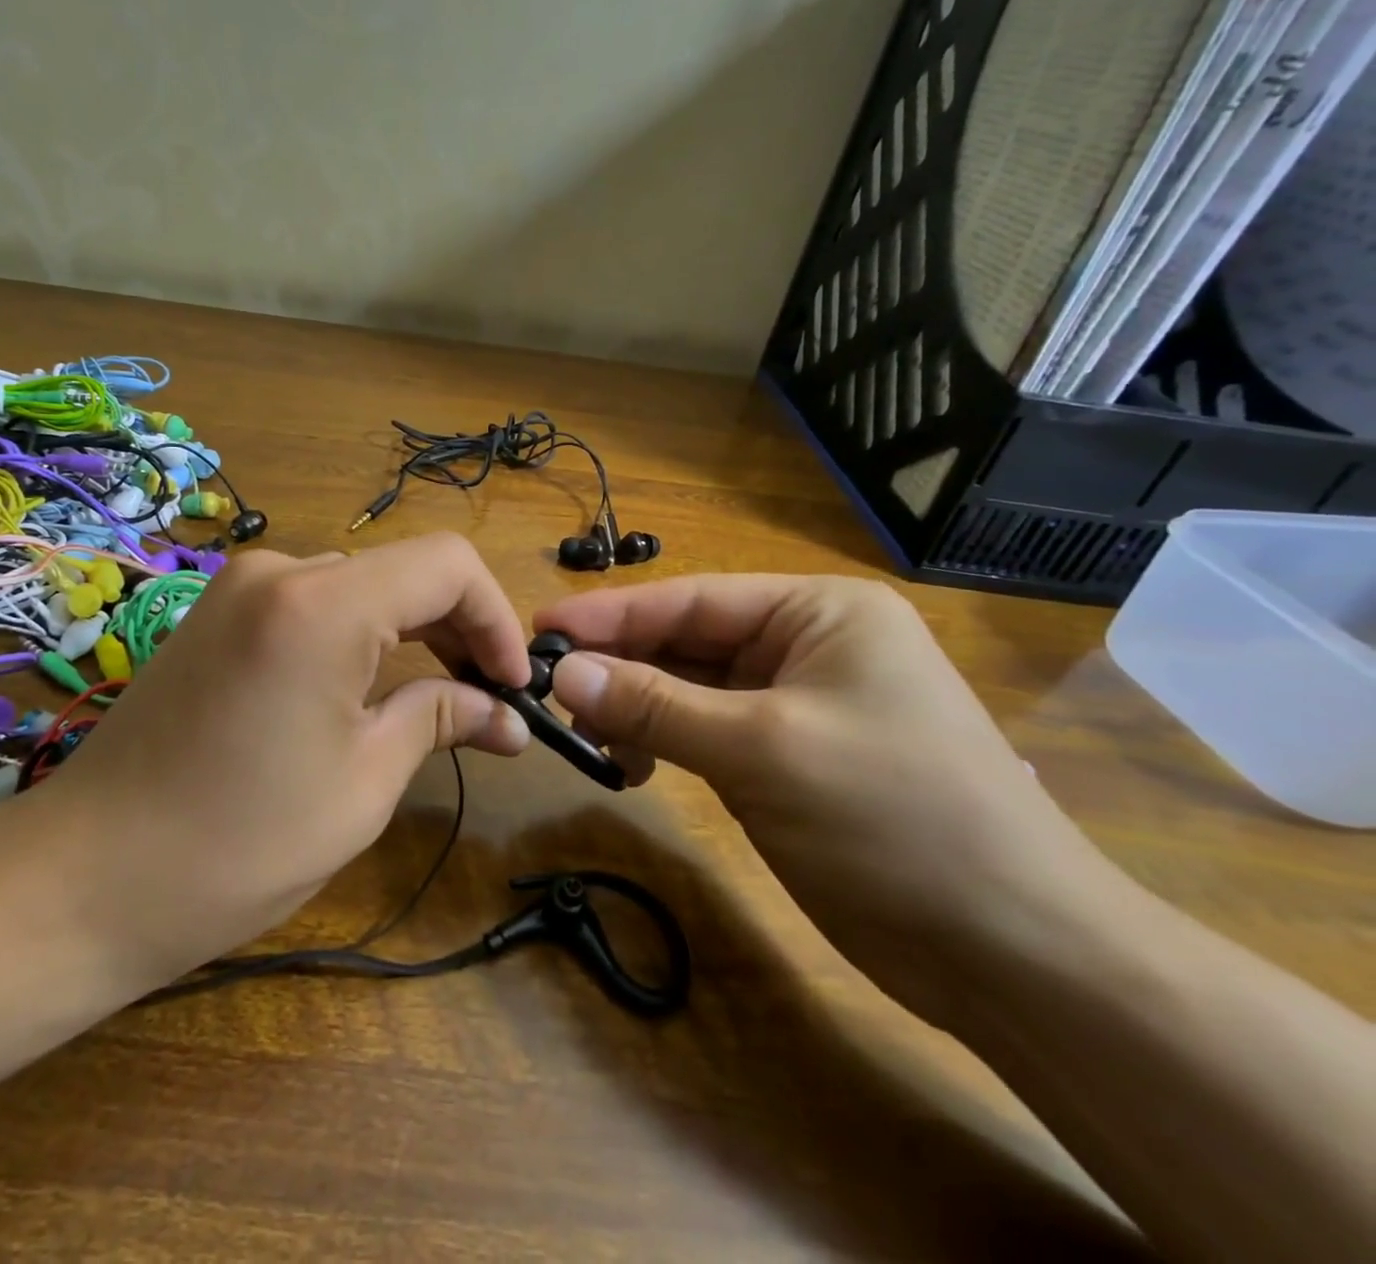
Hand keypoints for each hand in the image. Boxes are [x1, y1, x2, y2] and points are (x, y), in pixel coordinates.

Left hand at [13, 533, 532, 992]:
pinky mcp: (215, 614)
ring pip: (360, 588)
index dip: (496, 618)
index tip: (513, 686)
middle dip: (456, 630)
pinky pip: (311, 605)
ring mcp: (238, 588)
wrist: (83, 878)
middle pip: (402, 572)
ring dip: (407, 635)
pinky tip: (362, 693)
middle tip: (486, 702)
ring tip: (432, 703)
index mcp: (322, 603)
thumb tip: (508, 715)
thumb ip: (442, 720)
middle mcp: (279, 571)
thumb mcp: (363, 783)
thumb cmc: (237, 844)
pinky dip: (356, 637)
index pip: (447, 565)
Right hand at [534, 575, 1120, 1027]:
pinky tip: (634, 764)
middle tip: (546, 687)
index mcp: (819, 613)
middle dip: (620, 665)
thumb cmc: (893, 819)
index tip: (539, 624)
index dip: (611, 613)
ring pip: (691, 689)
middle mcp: (807, 645)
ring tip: (587, 738)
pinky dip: (665, 741)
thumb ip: (654, 705)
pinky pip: (706, 731)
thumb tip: (562, 673)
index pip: (692, 599)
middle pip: (688, 641)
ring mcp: (798, 704)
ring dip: (637, 708)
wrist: (1018, 957)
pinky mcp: (788, 757)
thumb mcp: (761, 749)